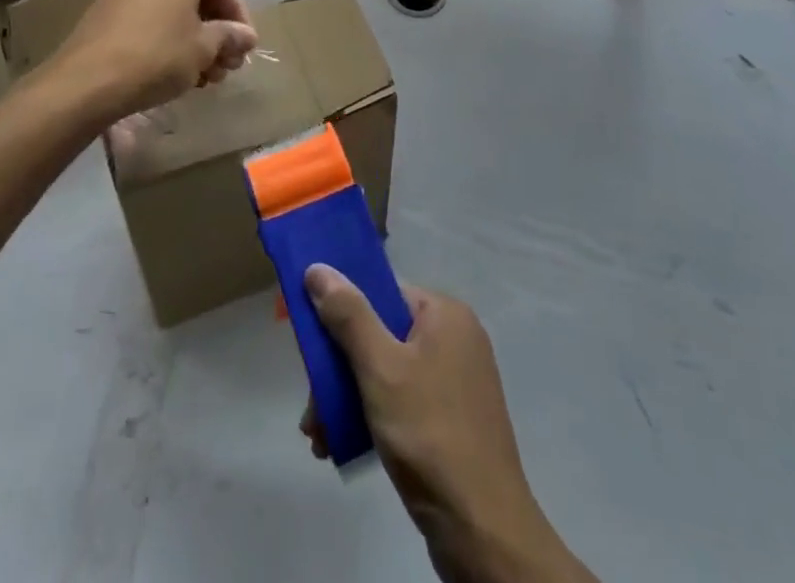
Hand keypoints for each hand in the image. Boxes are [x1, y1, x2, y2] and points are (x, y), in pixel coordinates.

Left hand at [41, 0, 257, 124]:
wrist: (87, 81)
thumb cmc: (157, 56)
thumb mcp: (203, 49)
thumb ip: (229, 36)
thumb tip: (246, 36)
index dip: (240, 18)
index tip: (245, 49)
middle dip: (217, 31)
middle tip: (226, 66)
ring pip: (173, 6)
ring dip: (194, 37)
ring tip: (204, 75)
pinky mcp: (107, 3)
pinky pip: (150, 12)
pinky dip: (168, 34)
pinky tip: (175, 67)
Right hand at [301, 269, 593, 582]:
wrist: (482, 527)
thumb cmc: (428, 432)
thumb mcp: (379, 368)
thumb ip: (348, 315)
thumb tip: (318, 267)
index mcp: (444, 313)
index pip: (382, 294)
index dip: (342, 315)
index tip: (312, 349)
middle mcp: (455, 337)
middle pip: (381, 336)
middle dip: (340, 371)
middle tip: (312, 412)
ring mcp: (458, 379)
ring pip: (388, 372)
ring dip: (349, 398)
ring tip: (321, 436)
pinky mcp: (455, 418)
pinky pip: (404, 400)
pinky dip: (374, 416)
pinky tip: (344, 445)